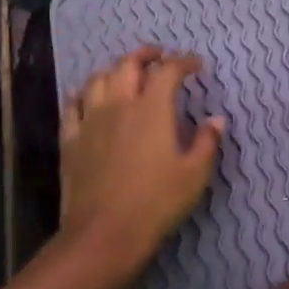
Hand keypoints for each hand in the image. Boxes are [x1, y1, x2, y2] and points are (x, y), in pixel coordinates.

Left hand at [58, 46, 224, 277]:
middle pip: (128, 64)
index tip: (196, 65)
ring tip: (125, 73)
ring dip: (114, 69)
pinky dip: (83, 94)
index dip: (183, 62)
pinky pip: (72, 106)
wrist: (104, 233)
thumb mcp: (194, 175)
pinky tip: (87, 97)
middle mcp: (119, 105)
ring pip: (97, 79)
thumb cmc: (157, 203)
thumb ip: (207, 142)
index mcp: (153, 109)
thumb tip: (217, 119)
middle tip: (159, 55)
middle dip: (146, 54)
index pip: (168, 71)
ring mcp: (90, 121)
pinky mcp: (71, 140)